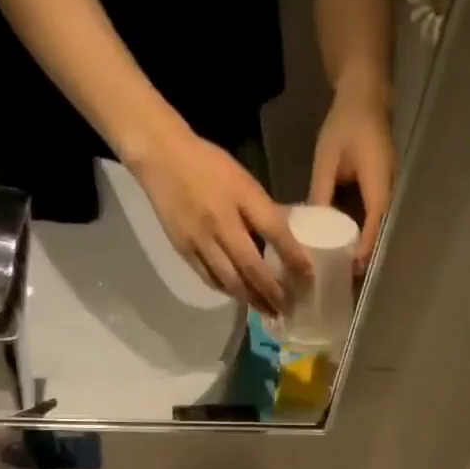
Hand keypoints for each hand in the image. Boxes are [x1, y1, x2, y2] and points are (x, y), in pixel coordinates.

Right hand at [129, 125, 310, 316]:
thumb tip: (287, 238)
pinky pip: (209, 278)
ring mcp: (200, 240)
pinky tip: (239, 296)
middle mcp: (222, 224)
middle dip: (272, 292)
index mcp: (242, 198)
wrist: (161, 157)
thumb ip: (263, 209)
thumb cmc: (208, 164)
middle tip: (287, 309)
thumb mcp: (244, 180)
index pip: (275, 233)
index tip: (308, 280)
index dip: (294, 258)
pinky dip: (227, 291)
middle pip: (252, 267)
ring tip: (267, 311)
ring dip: (251, 299)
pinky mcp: (184, 250)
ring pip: (230, 280)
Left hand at [310, 81, 394, 271]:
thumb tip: (310, 227)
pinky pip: (372, 219)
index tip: (351, 269)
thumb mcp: (327, 159)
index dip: (365, 248)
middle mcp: (388, 192)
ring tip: (342, 270)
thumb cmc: (345, 124)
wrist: (364, 97)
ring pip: (376, 228)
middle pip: (379, 233)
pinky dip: (360, 234)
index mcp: (378, 183)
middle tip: (344, 280)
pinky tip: (342, 246)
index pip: (375, 223)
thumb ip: (321, 193)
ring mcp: (386, 192)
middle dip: (364, 257)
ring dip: (362, 248)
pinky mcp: (379, 192)